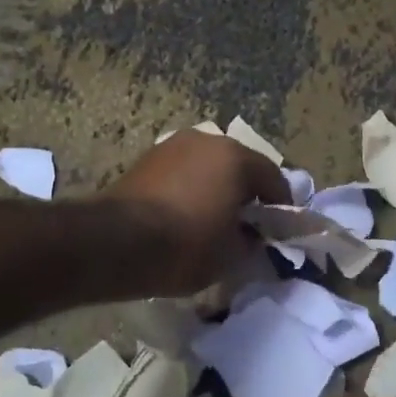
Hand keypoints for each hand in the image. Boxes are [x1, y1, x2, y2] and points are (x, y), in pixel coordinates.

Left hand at [97, 131, 289, 295]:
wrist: (114, 243)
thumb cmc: (185, 246)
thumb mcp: (232, 256)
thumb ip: (253, 242)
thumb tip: (254, 237)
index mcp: (236, 157)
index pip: (273, 180)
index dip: (280, 208)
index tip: (278, 234)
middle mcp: (207, 140)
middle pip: (240, 167)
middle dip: (246, 195)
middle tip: (246, 227)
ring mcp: (173, 146)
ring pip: (208, 168)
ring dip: (216, 189)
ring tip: (212, 222)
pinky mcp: (147, 159)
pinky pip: (183, 173)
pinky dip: (190, 190)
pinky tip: (184, 217)